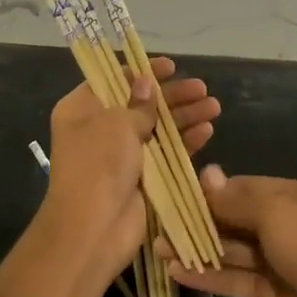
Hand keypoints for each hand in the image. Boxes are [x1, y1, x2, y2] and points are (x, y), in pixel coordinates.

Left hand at [45, 58, 221, 284]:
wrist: (93, 230)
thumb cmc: (98, 164)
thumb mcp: (117, 123)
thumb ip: (138, 103)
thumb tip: (146, 84)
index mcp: (82, 110)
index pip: (113, 80)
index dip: (142, 72)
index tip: (170, 66)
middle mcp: (100, 129)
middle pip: (141, 103)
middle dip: (172, 95)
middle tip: (202, 88)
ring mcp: (121, 155)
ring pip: (158, 128)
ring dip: (185, 116)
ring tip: (214, 106)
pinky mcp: (142, 178)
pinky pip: (166, 154)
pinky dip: (185, 142)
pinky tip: (207, 131)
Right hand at [163, 168, 296, 296]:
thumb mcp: (275, 213)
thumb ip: (236, 198)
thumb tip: (206, 174)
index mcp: (294, 197)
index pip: (245, 187)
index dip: (213, 191)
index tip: (178, 194)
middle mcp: (285, 225)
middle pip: (236, 218)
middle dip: (200, 221)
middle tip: (161, 222)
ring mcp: (277, 261)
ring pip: (232, 250)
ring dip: (198, 248)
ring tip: (159, 248)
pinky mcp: (270, 293)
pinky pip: (235, 279)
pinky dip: (209, 275)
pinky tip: (178, 272)